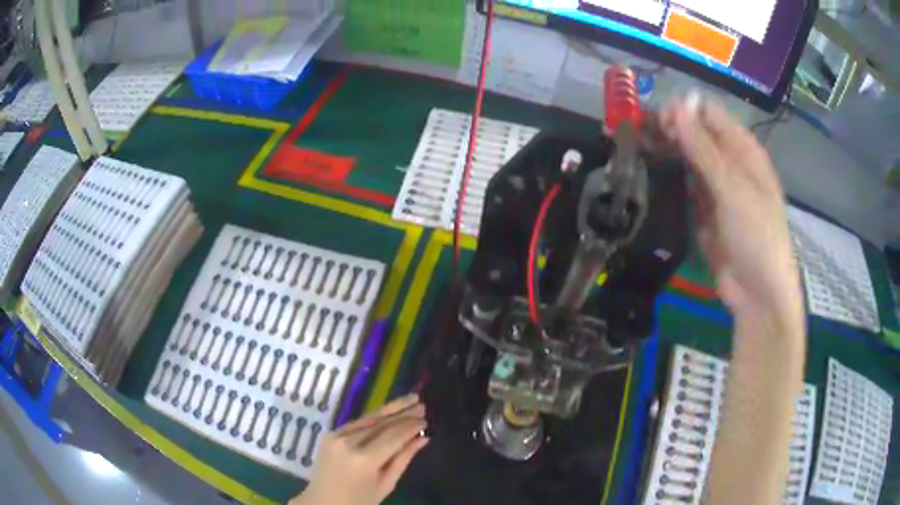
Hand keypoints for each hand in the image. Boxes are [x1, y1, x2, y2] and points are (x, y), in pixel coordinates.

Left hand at [291, 394, 427, 504]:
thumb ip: (403, 459)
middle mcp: (348, 442)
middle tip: (422, 404)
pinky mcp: (330, 433)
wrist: (323, 502)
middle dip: (403, 413)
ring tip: (410, 400)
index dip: (411, 426)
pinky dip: (374, 417)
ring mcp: (336, 436)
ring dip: (390, 409)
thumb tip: (423, 437)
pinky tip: (388, 412)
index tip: (426, 420)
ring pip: (369, 418)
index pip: (393, 436)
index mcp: (364, 460)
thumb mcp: (386, 484)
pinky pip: (357, 423)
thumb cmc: (359, 501)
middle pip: (381, 423)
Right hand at [657, 96, 803, 339]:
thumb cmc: (756, 236)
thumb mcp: (732, 189)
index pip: (707, 113)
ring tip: (633, 147)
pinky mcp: (702, 209)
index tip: (653, 118)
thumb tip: (675, 106)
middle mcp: (728, 161)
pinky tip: (645, 169)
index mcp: (742, 149)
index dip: (681, 110)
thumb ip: (703, 148)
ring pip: (685, 156)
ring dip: (663, 149)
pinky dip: (666, 174)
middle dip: (666, 128)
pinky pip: (683, 183)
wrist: (757, 292)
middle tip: (635, 132)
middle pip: (694, 132)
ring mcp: (715, 185)